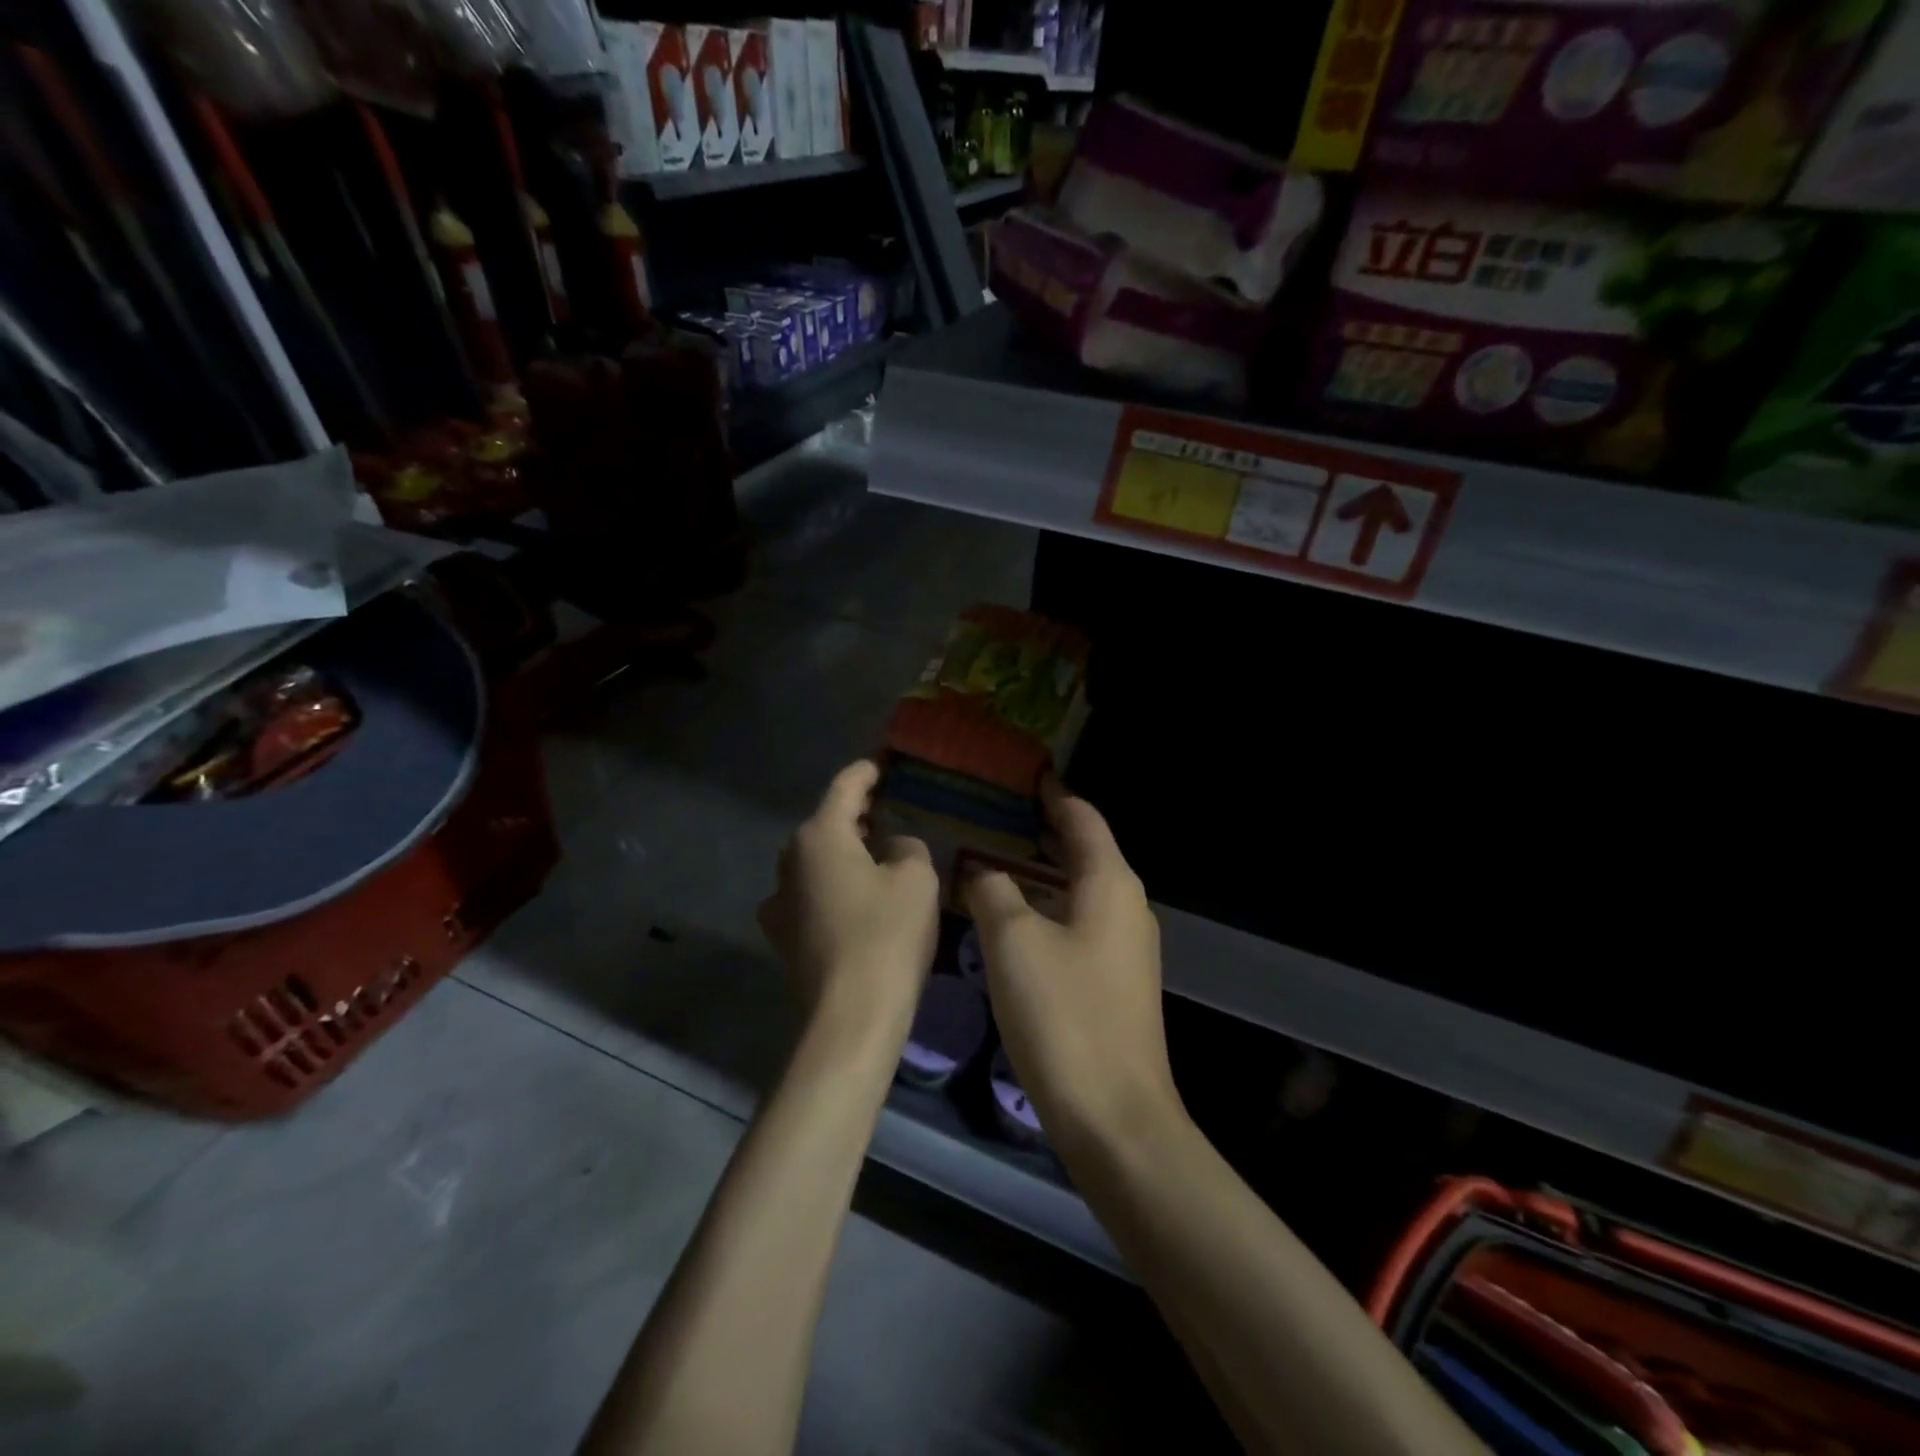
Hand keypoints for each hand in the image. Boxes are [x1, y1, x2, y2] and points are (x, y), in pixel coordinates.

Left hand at [760, 760, 938, 1038]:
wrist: (850, 1016)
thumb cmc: (887, 935)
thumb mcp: (916, 879)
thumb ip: (907, 848)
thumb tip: (892, 849)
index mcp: (820, 836)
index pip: (844, 788)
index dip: (865, 773)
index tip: (880, 764)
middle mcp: (790, 860)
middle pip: (826, 824)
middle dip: (855, 815)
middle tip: (887, 810)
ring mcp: (780, 900)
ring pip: (816, 861)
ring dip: (843, 853)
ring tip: (875, 854)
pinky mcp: (783, 936)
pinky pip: (811, 894)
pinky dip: (832, 886)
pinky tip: (854, 900)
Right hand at [964, 779, 1179, 1152]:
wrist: (1114, 1114)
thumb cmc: (1063, 1014)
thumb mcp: (1013, 941)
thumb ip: (993, 891)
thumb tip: (982, 872)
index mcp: (1110, 883)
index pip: (1082, 818)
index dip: (1053, 795)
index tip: (1024, 776)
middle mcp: (1126, 905)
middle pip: (1084, 851)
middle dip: (1043, 831)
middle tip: (996, 814)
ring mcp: (1125, 946)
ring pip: (1079, 890)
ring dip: (1041, 872)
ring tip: (995, 859)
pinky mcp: (1114, 981)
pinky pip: (1078, 923)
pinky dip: (1047, 907)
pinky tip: (1013, 919)